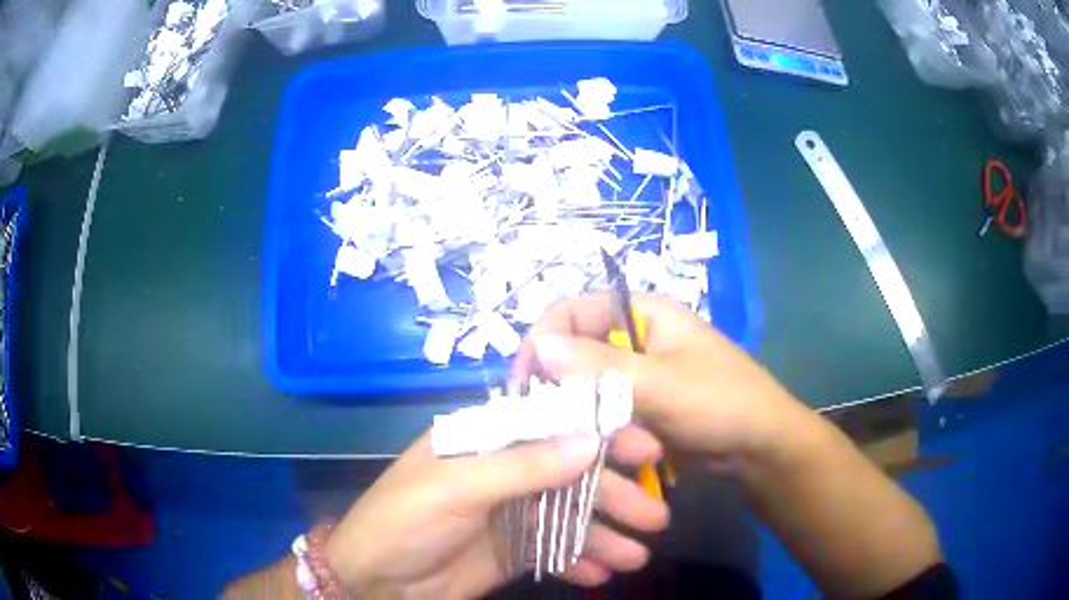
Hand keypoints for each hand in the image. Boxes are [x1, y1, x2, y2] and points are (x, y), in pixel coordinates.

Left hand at [323, 427, 669, 598]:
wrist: (377, 581)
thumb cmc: (405, 520)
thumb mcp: (458, 488)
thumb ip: (523, 465)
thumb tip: (591, 440)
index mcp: (486, 440)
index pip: (553, 423)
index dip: (601, 430)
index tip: (646, 447)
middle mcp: (505, 471)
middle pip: (572, 475)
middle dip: (614, 494)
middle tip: (656, 515)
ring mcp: (511, 513)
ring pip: (570, 516)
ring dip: (605, 535)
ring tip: (637, 556)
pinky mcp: (512, 550)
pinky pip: (555, 551)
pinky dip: (579, 561)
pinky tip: (603, 573)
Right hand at [513, 293, 807, 467]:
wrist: (761, 447)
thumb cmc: (721, 402)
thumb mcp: (662, 384)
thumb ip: (601, 367)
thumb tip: (539, 344)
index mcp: (642, 314)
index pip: (573, 311)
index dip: (543, 339)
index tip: (524, 383)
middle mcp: (635, 339)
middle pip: (575, 349)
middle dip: (555, 381)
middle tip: (536, 419)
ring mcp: (638, 375)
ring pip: (586, 385)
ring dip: (573, 409)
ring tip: (558, 437)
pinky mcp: (642, 406)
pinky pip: (603, 409)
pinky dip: (590, 425)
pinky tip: (581, 446)